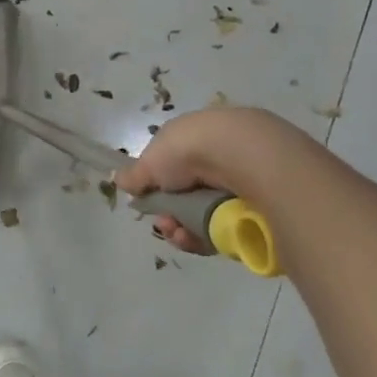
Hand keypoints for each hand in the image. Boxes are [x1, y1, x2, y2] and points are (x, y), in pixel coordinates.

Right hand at [115, 106, 280, 254]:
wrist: (243, 156)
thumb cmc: (189, 149)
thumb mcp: (151, 160)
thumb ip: (135, 174)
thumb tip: (119, 179)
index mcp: (195, 139)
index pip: (173, 167)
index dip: (157, 187)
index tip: (146, 200)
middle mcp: (218, 159)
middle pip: (187, 195)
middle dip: (168, 213)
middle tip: (163, 222)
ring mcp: (240, 183)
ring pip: (204, 215)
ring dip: (182, 228)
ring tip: (176, 233)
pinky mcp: (257, 209)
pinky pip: (224, 229)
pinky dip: (204, 237)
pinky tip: (191, 238)